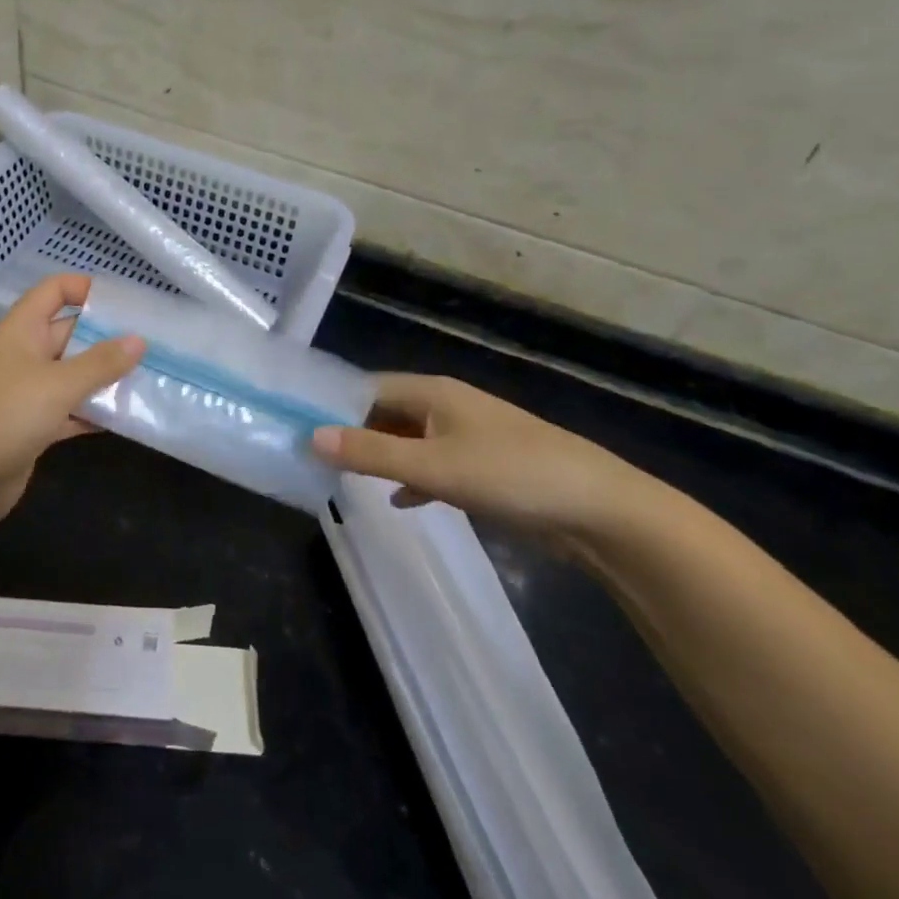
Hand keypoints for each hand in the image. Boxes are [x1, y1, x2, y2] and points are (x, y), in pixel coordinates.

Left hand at [0, 274, 143, 535]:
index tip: (126, 305)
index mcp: (21, 330)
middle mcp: (23, 355)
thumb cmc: (5, 417)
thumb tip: (139, 340)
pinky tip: (126, 418)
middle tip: (152, 345)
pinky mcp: (32, 426)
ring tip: (148, 378)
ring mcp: (26, 392)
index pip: (54, 290)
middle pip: (70, 333)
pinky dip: (93, 411)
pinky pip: (69, 409)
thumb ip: (101, 362)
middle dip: (108, 338)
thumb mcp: (58, 384)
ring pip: (73, 374)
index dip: (86, 289)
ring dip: (105, 377)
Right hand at [311, 374, 651, 541]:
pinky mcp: (485, 467)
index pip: (369, 388)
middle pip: (387, 412)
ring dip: (381, 456)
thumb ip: (371, 454)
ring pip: (410, 440)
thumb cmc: (510, 474)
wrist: (598, 510)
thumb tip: (312, 436)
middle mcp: (447, 406)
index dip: (335, 404)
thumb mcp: (432, 466)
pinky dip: (413, 478)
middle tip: (314, 456)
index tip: (301, 424)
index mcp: (433, 392)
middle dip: (354, 433)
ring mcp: (468, 436)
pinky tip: (400, 501)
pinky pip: (434, 464)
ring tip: (342, 477)